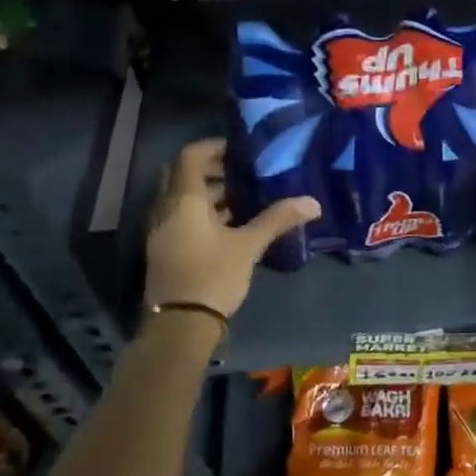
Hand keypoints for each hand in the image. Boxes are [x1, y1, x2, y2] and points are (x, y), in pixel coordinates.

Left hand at [143, 139, 318, 319]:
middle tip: (244, 174)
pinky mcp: (165, 251)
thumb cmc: (212, 276)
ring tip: (245, 199)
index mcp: (183, 200)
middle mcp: (165, 210)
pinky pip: (182, 219)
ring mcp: (161, 232)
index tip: (241, 151)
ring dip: (209, 195)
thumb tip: (313, 202)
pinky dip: (203, 215)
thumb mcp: (249, 245)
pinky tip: (231, 227)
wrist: (179, 327)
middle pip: (184, 176)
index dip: (214, 147)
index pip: (190, 156)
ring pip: (183, 200)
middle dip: (213, 172)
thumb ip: (277, 219)